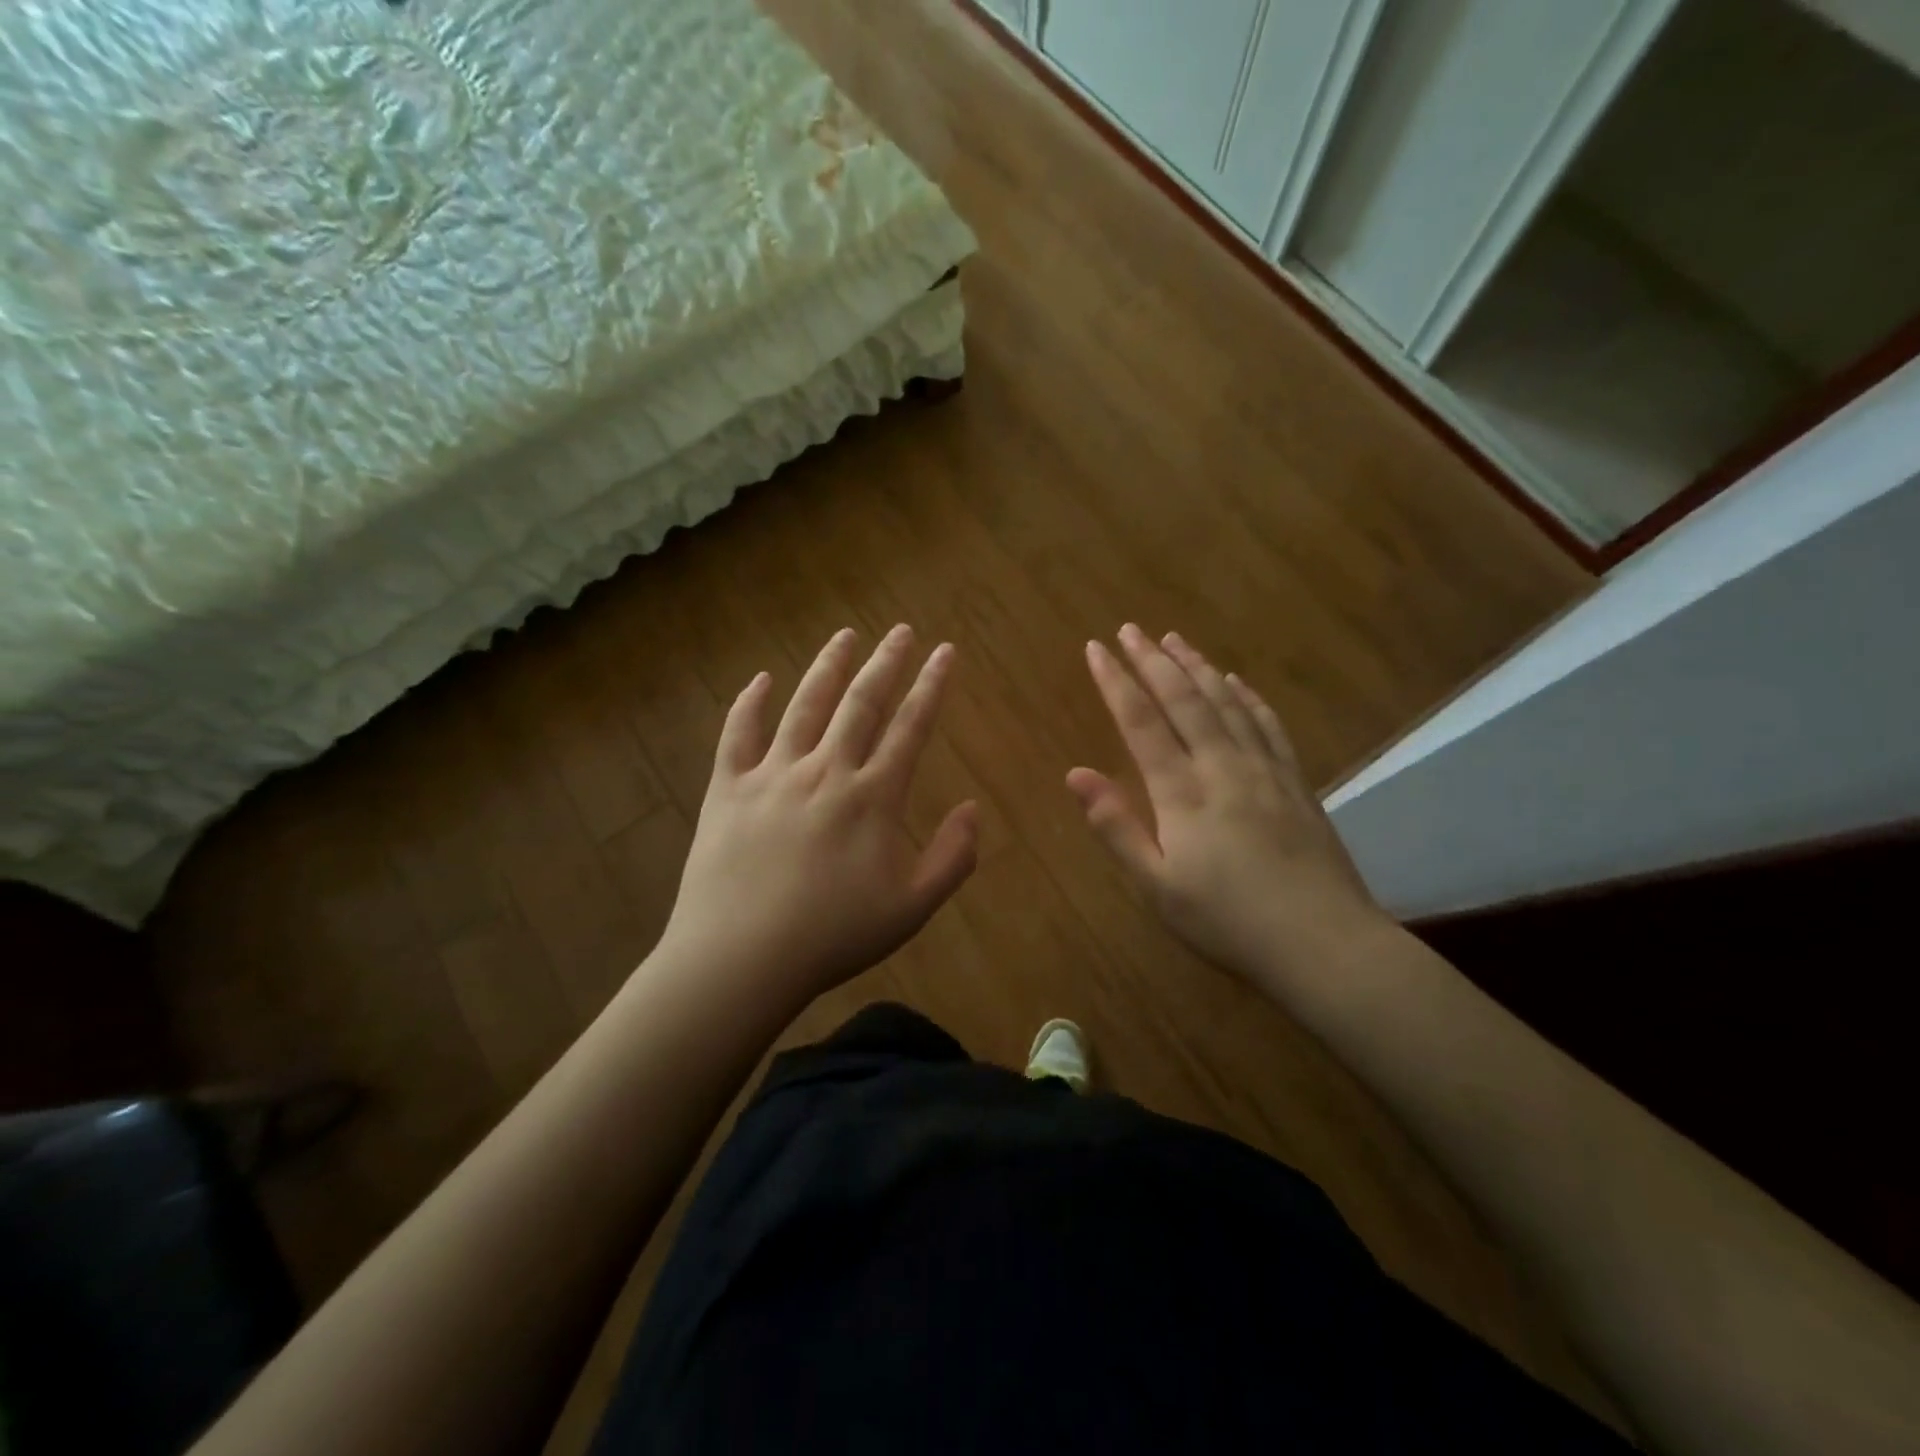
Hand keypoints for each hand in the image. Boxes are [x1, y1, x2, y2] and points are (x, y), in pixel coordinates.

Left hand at [658, 625, 977, 1007]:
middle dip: (886, 662)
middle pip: (861, 703)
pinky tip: (762, 679)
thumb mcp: (911, 908)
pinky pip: (738, 733)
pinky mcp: (729, 788)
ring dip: (828, 667)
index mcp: (873, 796)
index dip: (931, 686)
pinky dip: (750, 702)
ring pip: (805, 705)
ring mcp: (773, 774)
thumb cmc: (833, 936)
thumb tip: (972, 808)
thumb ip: (952, 857)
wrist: (743, 958)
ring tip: (845, 636)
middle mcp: (826, 770)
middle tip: (901, 630)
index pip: (911, 727)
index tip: (945, 652)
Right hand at [1067, 624, 1386, 990]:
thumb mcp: (1157, 887)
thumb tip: (1074, 774)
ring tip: (1175, 640)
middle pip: (1184, 700)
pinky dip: (1248, 698)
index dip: (1116, 683)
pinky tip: (1236, 682)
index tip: (1097, 648)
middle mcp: (1223, 767)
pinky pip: (1268, 726)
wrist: (1324, 944)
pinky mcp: (1296, 784)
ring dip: (1198, 667)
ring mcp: (1265, 772)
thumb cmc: (1227, 922)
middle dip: (1153, 661)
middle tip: (1131, 629)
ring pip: (1226, 704)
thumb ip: (1116, 827)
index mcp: (1183, 793)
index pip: (1141, 723)